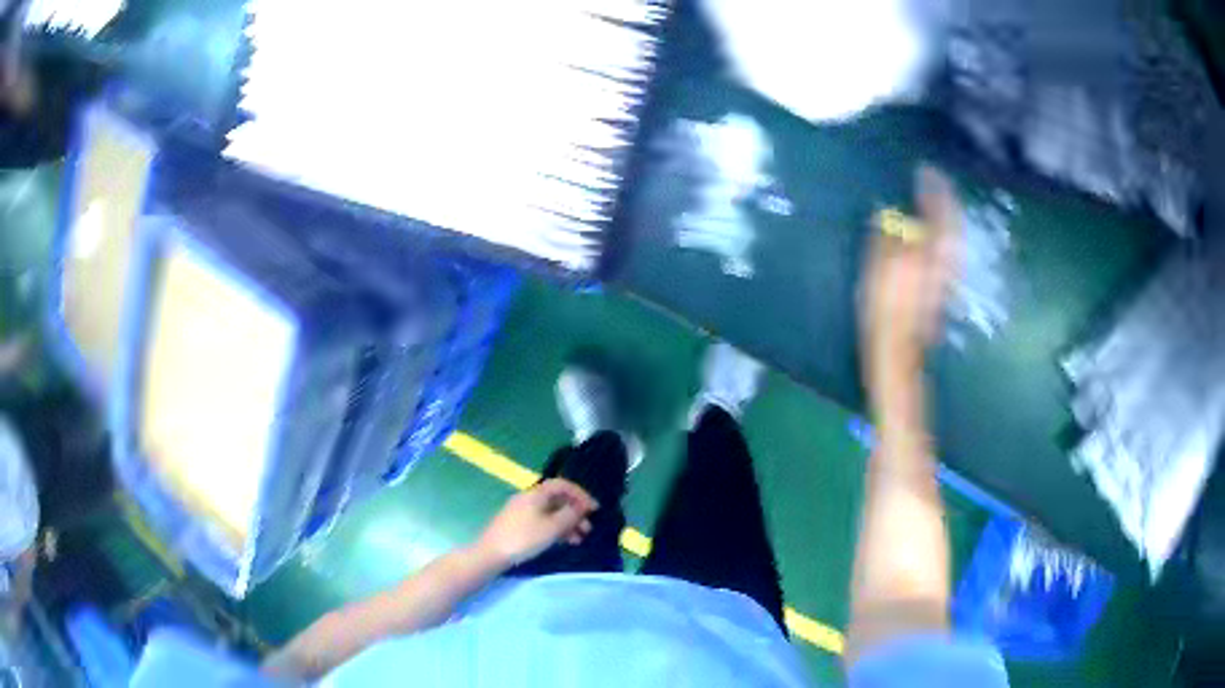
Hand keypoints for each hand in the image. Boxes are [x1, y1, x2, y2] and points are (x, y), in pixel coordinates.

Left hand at [475, 479, 597, 569]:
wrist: (491, 554)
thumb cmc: (524, 538)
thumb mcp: (552, 528)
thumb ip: (570, 515)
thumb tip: (581, 508)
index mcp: (536, 494)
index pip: (562, 485)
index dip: (581, 494)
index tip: (594, 509)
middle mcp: (528, 499)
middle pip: (557, 500)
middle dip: (575, 512)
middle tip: (588, 528)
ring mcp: (522, 512)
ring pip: (551, 513)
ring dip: (567, 523)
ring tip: (579, 539)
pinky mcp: (518, 526)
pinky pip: (543, 522)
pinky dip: (556, 530)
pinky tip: (564, 542)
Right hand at [861, 165, 961, 385]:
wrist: (898, 352)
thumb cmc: (884, 311)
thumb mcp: (877, 267)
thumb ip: (885, 235)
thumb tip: (884, 209)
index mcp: (931, 251)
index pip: (939, 211)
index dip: (934, 189)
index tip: (926, 171)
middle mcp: (945, 260)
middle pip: (953, 223)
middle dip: (946, 200)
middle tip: (934, 183)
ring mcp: (946, 276)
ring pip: (953, 237)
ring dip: (947, 217)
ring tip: (935, 202)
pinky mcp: (941, 287)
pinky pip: (948, 250)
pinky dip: (943, 234)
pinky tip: (933, 233)